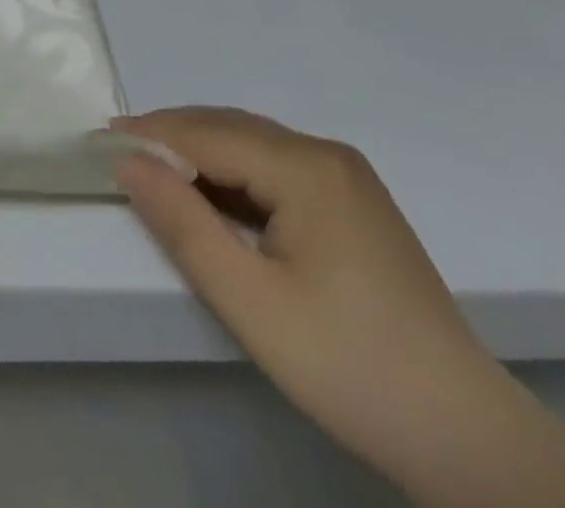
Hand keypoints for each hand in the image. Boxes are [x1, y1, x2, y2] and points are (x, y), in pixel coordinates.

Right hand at [113, 108, 564, 506]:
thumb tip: (128, 164)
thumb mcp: (251, 302)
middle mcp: (327, 156)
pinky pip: (276, 168)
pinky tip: (212, 197)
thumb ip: (184, 225)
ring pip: (253, 145)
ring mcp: (346, 178)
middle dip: (170, 136)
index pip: (208, 135)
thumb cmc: (349, 366)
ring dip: (200, 153)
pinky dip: (233, 174)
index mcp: (307, 168)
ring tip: (152, 171)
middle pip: (230, 129)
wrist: (467, 437)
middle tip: (117, 153)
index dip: (150, 136)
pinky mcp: (354, 203)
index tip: (97, 142)